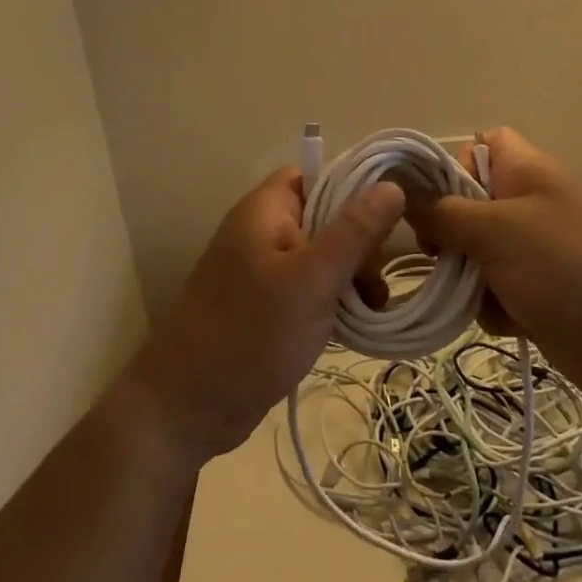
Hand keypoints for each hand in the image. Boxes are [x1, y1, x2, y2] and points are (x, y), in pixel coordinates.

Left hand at [124, 168, 404, 463]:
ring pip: (323, 255)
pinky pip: (312, 286)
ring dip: (352, 275)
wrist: (189, 408)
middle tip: (375, 278)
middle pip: (326, 215)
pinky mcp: (270, 304)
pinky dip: (336, 299)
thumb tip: (392, 185)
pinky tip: (358, 323)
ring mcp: (265, 269)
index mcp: (265, 209)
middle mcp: (264, 230)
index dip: (355, 186)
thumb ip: (353, 232)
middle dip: (359, 241)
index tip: (390, 216)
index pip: (317, 173)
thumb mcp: (312, 280)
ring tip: (374, 306)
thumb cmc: (250, 333)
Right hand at [408, 128, 581, 401]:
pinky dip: (492, 306)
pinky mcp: (535, 293)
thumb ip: (443, 212)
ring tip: (480, 294)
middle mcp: (527, 206)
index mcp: (525, 172)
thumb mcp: (496, 231)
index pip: (480, 145)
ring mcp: (532, 252)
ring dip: (467, 276)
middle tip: (439, 253)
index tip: (431, 197)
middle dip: (449, 233)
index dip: (452, 164)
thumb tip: (403, 196)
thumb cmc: (566, 267)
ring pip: (473, 253)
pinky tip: (510, 321)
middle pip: (467, 205)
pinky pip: (491, 290)